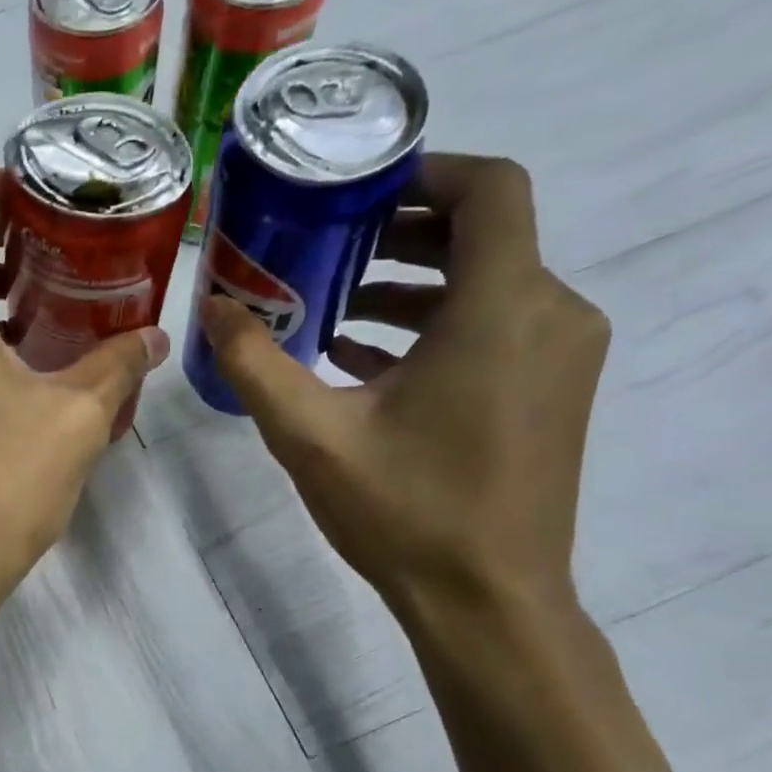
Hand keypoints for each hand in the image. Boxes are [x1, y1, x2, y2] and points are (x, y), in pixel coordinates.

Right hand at [199, 153, 608, 614]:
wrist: (487, 600)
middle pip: (484, 235)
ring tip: (333, 310)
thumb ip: (254, 362)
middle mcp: (551, 314)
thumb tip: (211, 306)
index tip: (358, 191)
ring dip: (413, 285)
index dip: (427, 172)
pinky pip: (496, 330)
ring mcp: (561, 356)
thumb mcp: (310, 435)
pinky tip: (365, 361)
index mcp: (502, 307)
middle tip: (326, 249)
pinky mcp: (553, 392)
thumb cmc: (404, 510)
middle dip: (402, 233)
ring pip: (488, 285)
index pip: (491, 188)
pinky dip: (436, 327)